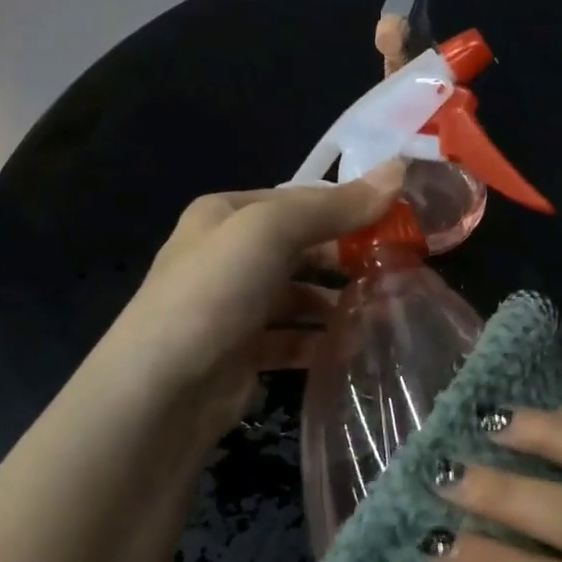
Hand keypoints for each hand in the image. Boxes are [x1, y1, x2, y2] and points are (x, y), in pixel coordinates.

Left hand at [108, 162, 403, 446]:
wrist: (161, 389)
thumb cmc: (214, 293)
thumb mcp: (271, 232)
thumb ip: (334, 206)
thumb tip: (399, 171)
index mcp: (226, 215)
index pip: (300, 202)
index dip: (349, 208)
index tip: (400, 225)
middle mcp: (228, 255)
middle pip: (302, 249)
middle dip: (347, 259)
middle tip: (398, 272)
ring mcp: (234, 306)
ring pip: (300, 297)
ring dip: (337, 304)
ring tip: (383, 312)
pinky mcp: (243, 352)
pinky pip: (292, 338)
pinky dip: (320, 341)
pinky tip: (351, 348)